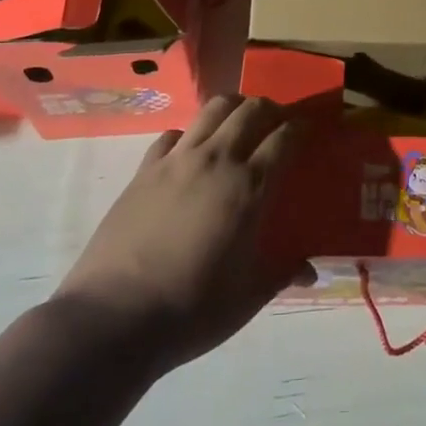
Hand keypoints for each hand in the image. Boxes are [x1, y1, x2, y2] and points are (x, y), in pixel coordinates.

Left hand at [54, 95, 310, 373]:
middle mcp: (216, 160)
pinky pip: (172, 135)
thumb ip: (282, 274)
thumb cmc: (192, 309)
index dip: (300, 128)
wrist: (114, 318)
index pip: (283, 138)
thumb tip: (311, 272)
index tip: (308, 129)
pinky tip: (190, 151)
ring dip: (233, 107)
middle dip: (270, 108)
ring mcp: (176, 160)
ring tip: (239, 121)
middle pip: (250, 110)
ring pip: (212, 109)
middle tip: (278, 121)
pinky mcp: (145, 170)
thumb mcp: (248, 297)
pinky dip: (188, 134)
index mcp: (248, 187)